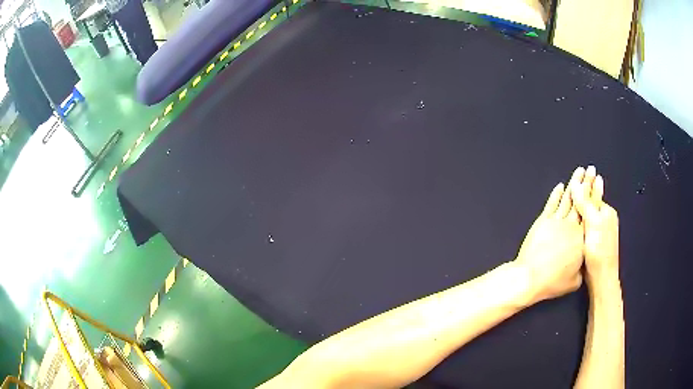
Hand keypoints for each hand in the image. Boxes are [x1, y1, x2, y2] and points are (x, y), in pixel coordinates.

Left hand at [514, 167, 585, 302]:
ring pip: (568, 199)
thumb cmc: (553, 282)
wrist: (530, 277)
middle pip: (581, 201)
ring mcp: (556, 221)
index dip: (596, 196)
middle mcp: (571, 226)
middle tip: (591, 170)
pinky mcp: (543, 221)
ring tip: (579, 172)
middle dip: (587, 184)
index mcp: (582, 239)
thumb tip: (584, 263)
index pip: (591, 212)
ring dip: (574, 184)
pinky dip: (556, 194)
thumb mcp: (575, 281)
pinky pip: (551, 204)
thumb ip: (582, 268)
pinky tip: (561, 186)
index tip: (599, 182)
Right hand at [571, 166, 618, 281]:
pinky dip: (578, 223)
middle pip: (590, 204)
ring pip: (587, 216)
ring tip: (569, 201)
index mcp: (606, 212)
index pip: (592, 194)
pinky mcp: (594, 243)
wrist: (601, 278)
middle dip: (582, 196)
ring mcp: (600, 232)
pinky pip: (585, 227)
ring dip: (579, 209)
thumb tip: (576, 183)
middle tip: (571, 186)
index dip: (583, 187)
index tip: (574, 178)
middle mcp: (605, 219)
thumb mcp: (593, 224)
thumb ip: (585, 204)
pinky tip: (571, 225)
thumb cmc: (599, 251)